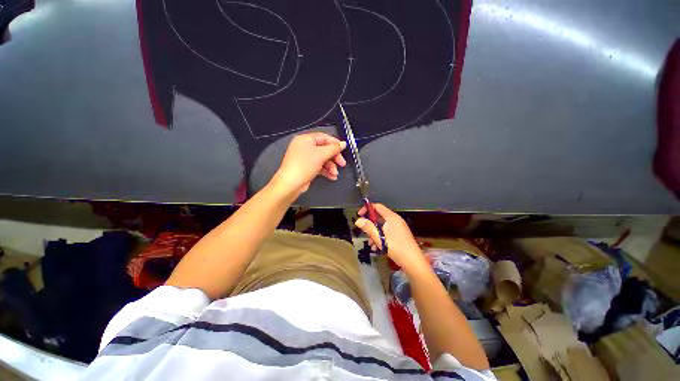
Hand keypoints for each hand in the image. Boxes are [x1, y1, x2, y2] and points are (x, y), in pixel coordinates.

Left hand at [270, 132, 346, 196]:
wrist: (291, 184)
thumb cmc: (302, 166)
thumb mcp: (321, 155)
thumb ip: (334, 148)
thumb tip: (342, 144)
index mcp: (305, 139)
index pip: (324, 137)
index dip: (335, 143)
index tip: (343, 149)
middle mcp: (304, 147)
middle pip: (324, 149)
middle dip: (334, 158)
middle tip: (341, 163)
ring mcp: (305, 158)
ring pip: (322, 159)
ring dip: (331, 166)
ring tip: (335, 173)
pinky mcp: (306, 168)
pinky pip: (319, 166)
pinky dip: (326, 171)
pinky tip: (331, 176)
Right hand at [354, 204, 428, 273]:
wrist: (414, 262)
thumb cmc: (396, 248)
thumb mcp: (379, 238)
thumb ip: (368, 228)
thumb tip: (358, 220)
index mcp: (391, 217)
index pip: (378, 206)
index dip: (367, 209)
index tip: (359, 215)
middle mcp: (395, 220)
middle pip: (379, 217)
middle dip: (370, 224)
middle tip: (364, 232)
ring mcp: (398, 227)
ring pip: (382, 226)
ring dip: (374, 233)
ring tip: (371, 244)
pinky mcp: (400, 234)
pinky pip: (387, 231)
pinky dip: (381, 237)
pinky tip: (377, 247)